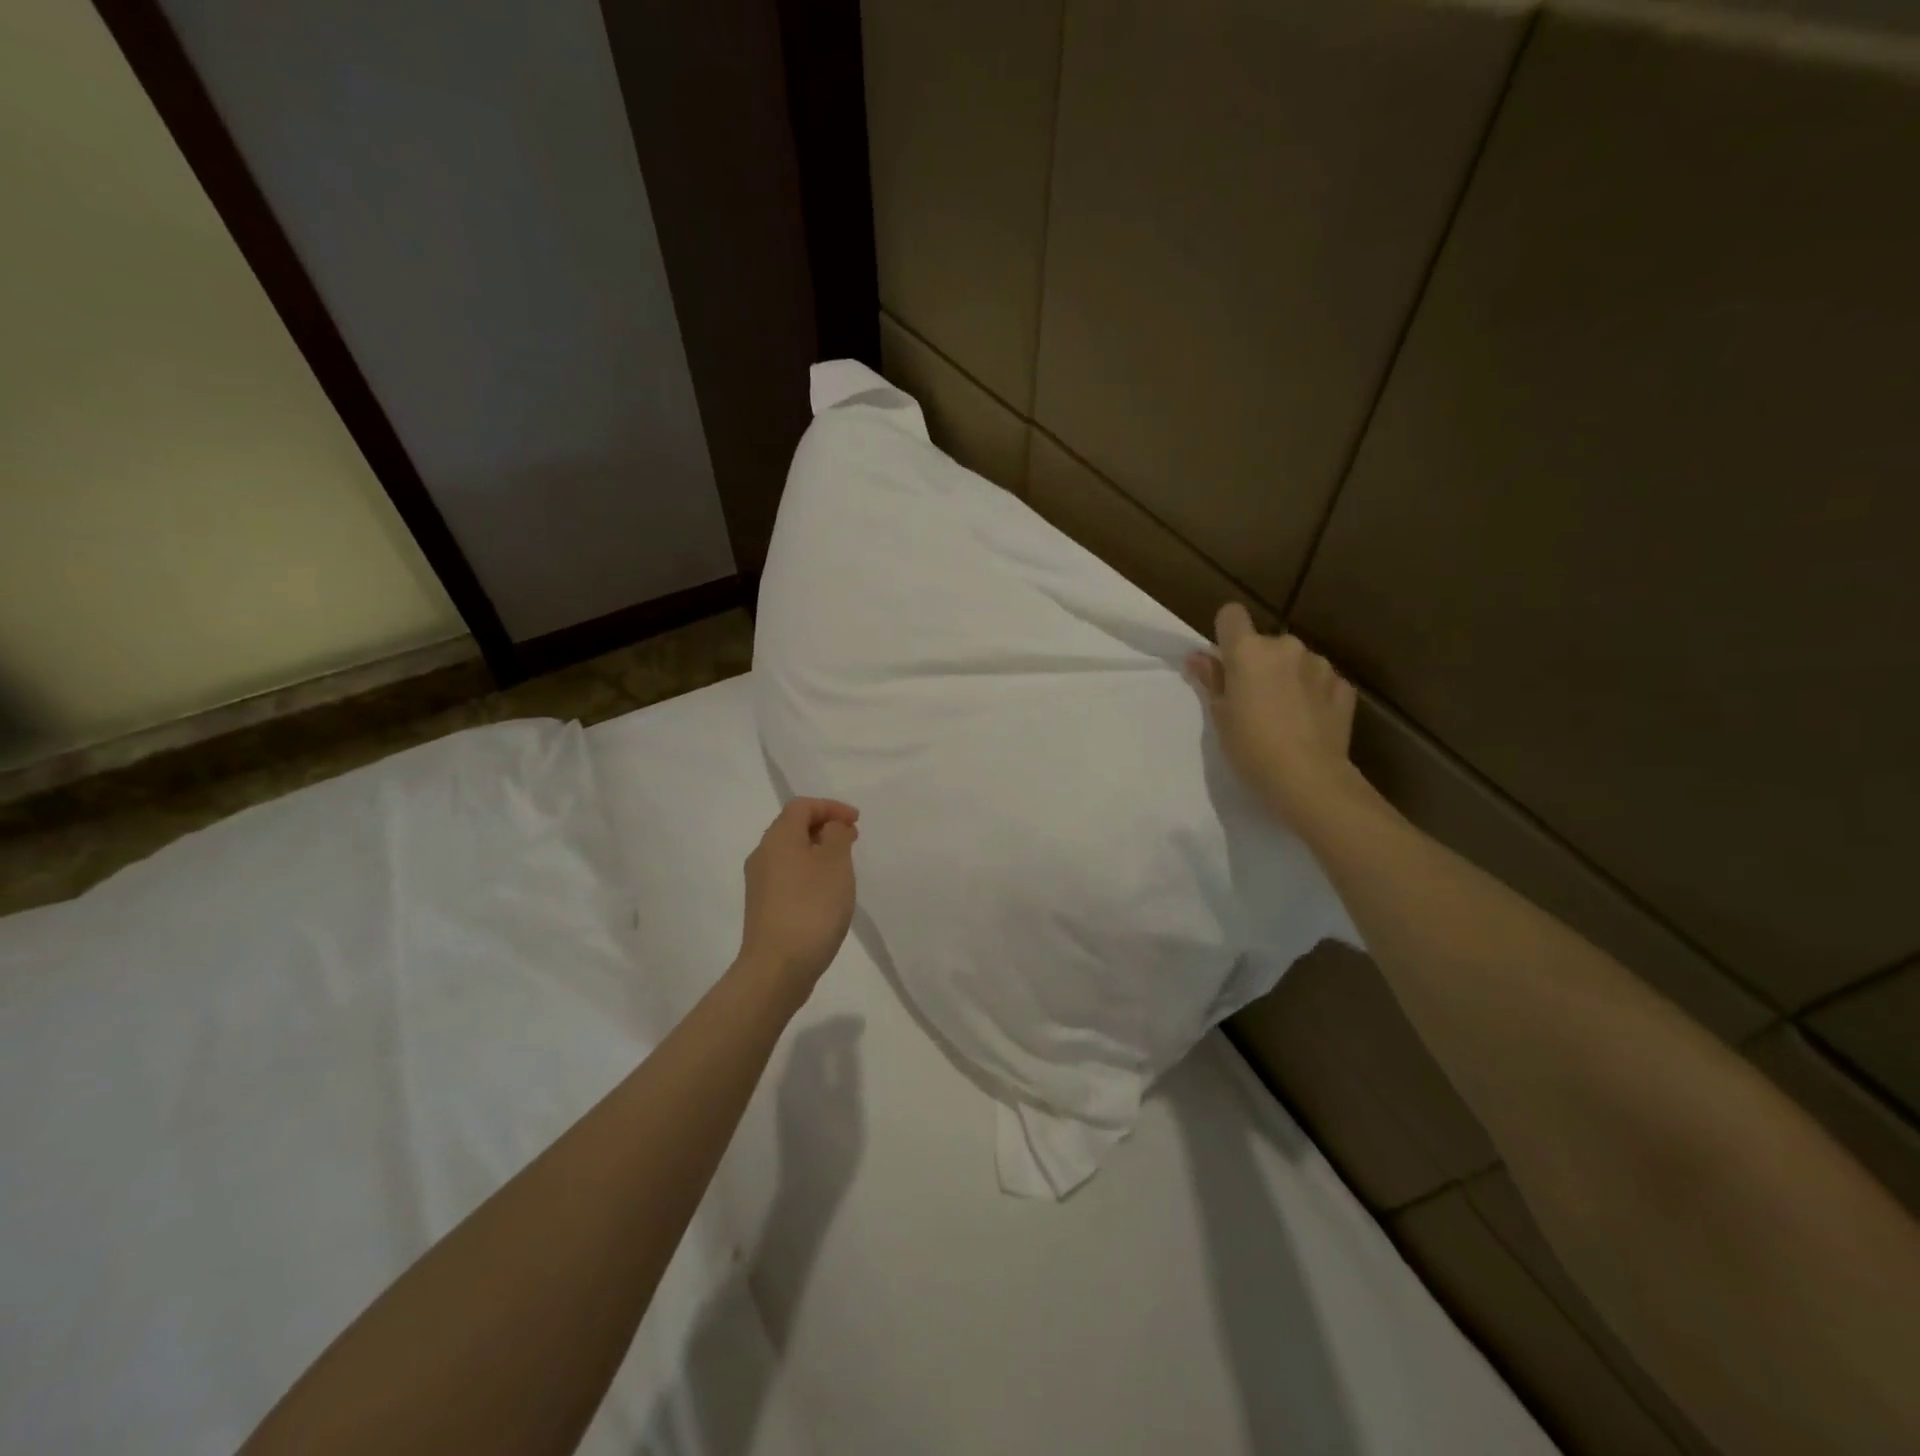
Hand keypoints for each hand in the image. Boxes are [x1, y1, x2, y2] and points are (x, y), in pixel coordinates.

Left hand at [737, 798, 859, 1004]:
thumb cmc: (811, 907)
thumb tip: (830, 828)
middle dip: (825, 828)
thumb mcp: (835, 863)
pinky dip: (810, 873)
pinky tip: (827, 894)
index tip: (857, 821)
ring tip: (844, 867)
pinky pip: (789, 876)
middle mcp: (763, 855)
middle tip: (853, 839)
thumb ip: (837, 835)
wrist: (777, 968)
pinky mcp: (763, 908)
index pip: (802, 806)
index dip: (831, 807)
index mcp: (778, 838)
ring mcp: (760, 884)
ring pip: (791, 853)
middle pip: (793, 827)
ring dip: (818, 852)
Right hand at [1187, 603, 1363, 829]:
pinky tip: (1309, 723)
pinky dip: (1313, 694)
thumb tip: (1197, 656)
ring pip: (1295, 661)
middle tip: (1253, 700)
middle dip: (1260, 663)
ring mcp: (1320, 665)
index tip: (1225, 661)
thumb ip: (1211, 679)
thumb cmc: (1251, 747)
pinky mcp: (1344, 686)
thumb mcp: (1220, 716)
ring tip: (1285, 714)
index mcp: (1249, 651)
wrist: (1308, 779)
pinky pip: (1320, 681)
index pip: (1231, 614)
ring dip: (1288, 677)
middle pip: (1265, 643)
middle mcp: (1286, 647)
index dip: (1225, 633)